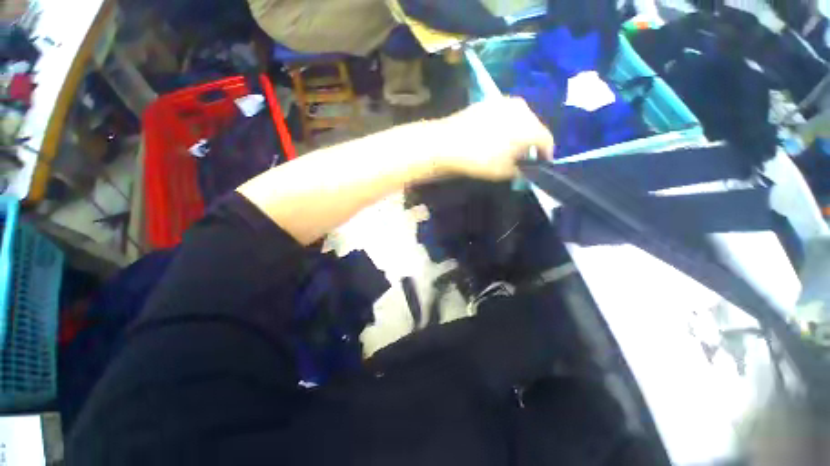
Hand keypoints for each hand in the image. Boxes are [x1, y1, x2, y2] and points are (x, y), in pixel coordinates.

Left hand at [436, 97, 553, 180]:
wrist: (447, 142)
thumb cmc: (479, 159)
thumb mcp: (503, 172)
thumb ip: (521, 170)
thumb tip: (525, 168)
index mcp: (530, 126)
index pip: (546, 140)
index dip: (546, 153)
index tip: (542, 163)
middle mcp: (521, 108)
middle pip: (534, 126)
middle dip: (531, 142)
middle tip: (524, 156)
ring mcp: (503, 101)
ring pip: (519, 118)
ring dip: (518, 132)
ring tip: (509, 146)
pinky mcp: (488, 102)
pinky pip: (504, 114)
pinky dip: (505, 125)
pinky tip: (494, 135)